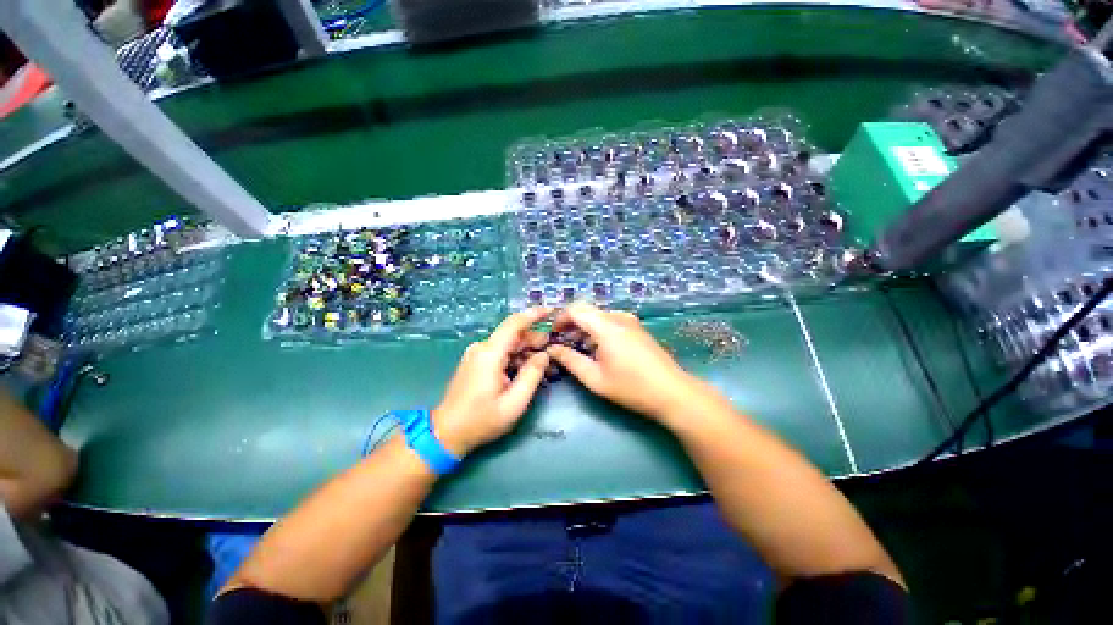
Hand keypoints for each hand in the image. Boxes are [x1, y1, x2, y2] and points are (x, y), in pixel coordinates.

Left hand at [432, 308, 551, 455]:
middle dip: (535, 339)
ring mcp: (477, 354)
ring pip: (508, 344)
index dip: (534, 314)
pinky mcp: (476, 362)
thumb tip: (544, 354)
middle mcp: (482, 348)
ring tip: (544, 363)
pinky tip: (527, 368)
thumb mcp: (514, 402)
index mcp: (490, 353)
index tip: (552, 310)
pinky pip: (500, 353)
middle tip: (553, 350)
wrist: (446, 433)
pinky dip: (515, 357)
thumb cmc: (482, 420)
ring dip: (526, 350)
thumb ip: (532, 375)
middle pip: (513, 335)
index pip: (514, 323)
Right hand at [545, 303, 702, 423]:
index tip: (553, 335)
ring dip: (585, 328)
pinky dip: (599, 330)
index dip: (560, 319)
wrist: (673, 392)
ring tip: (579, 349)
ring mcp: (630, 321)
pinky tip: (599, 350)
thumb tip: (552, 349)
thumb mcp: (595, 378)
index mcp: (606, 326)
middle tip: (563, 343)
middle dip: (571, 324)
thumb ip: (570, 360)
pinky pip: (611, 321)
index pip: (576, 309)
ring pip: (599, 316)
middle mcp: (618, 317)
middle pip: (587, 311)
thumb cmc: (631, 387)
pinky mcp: (637, 328)